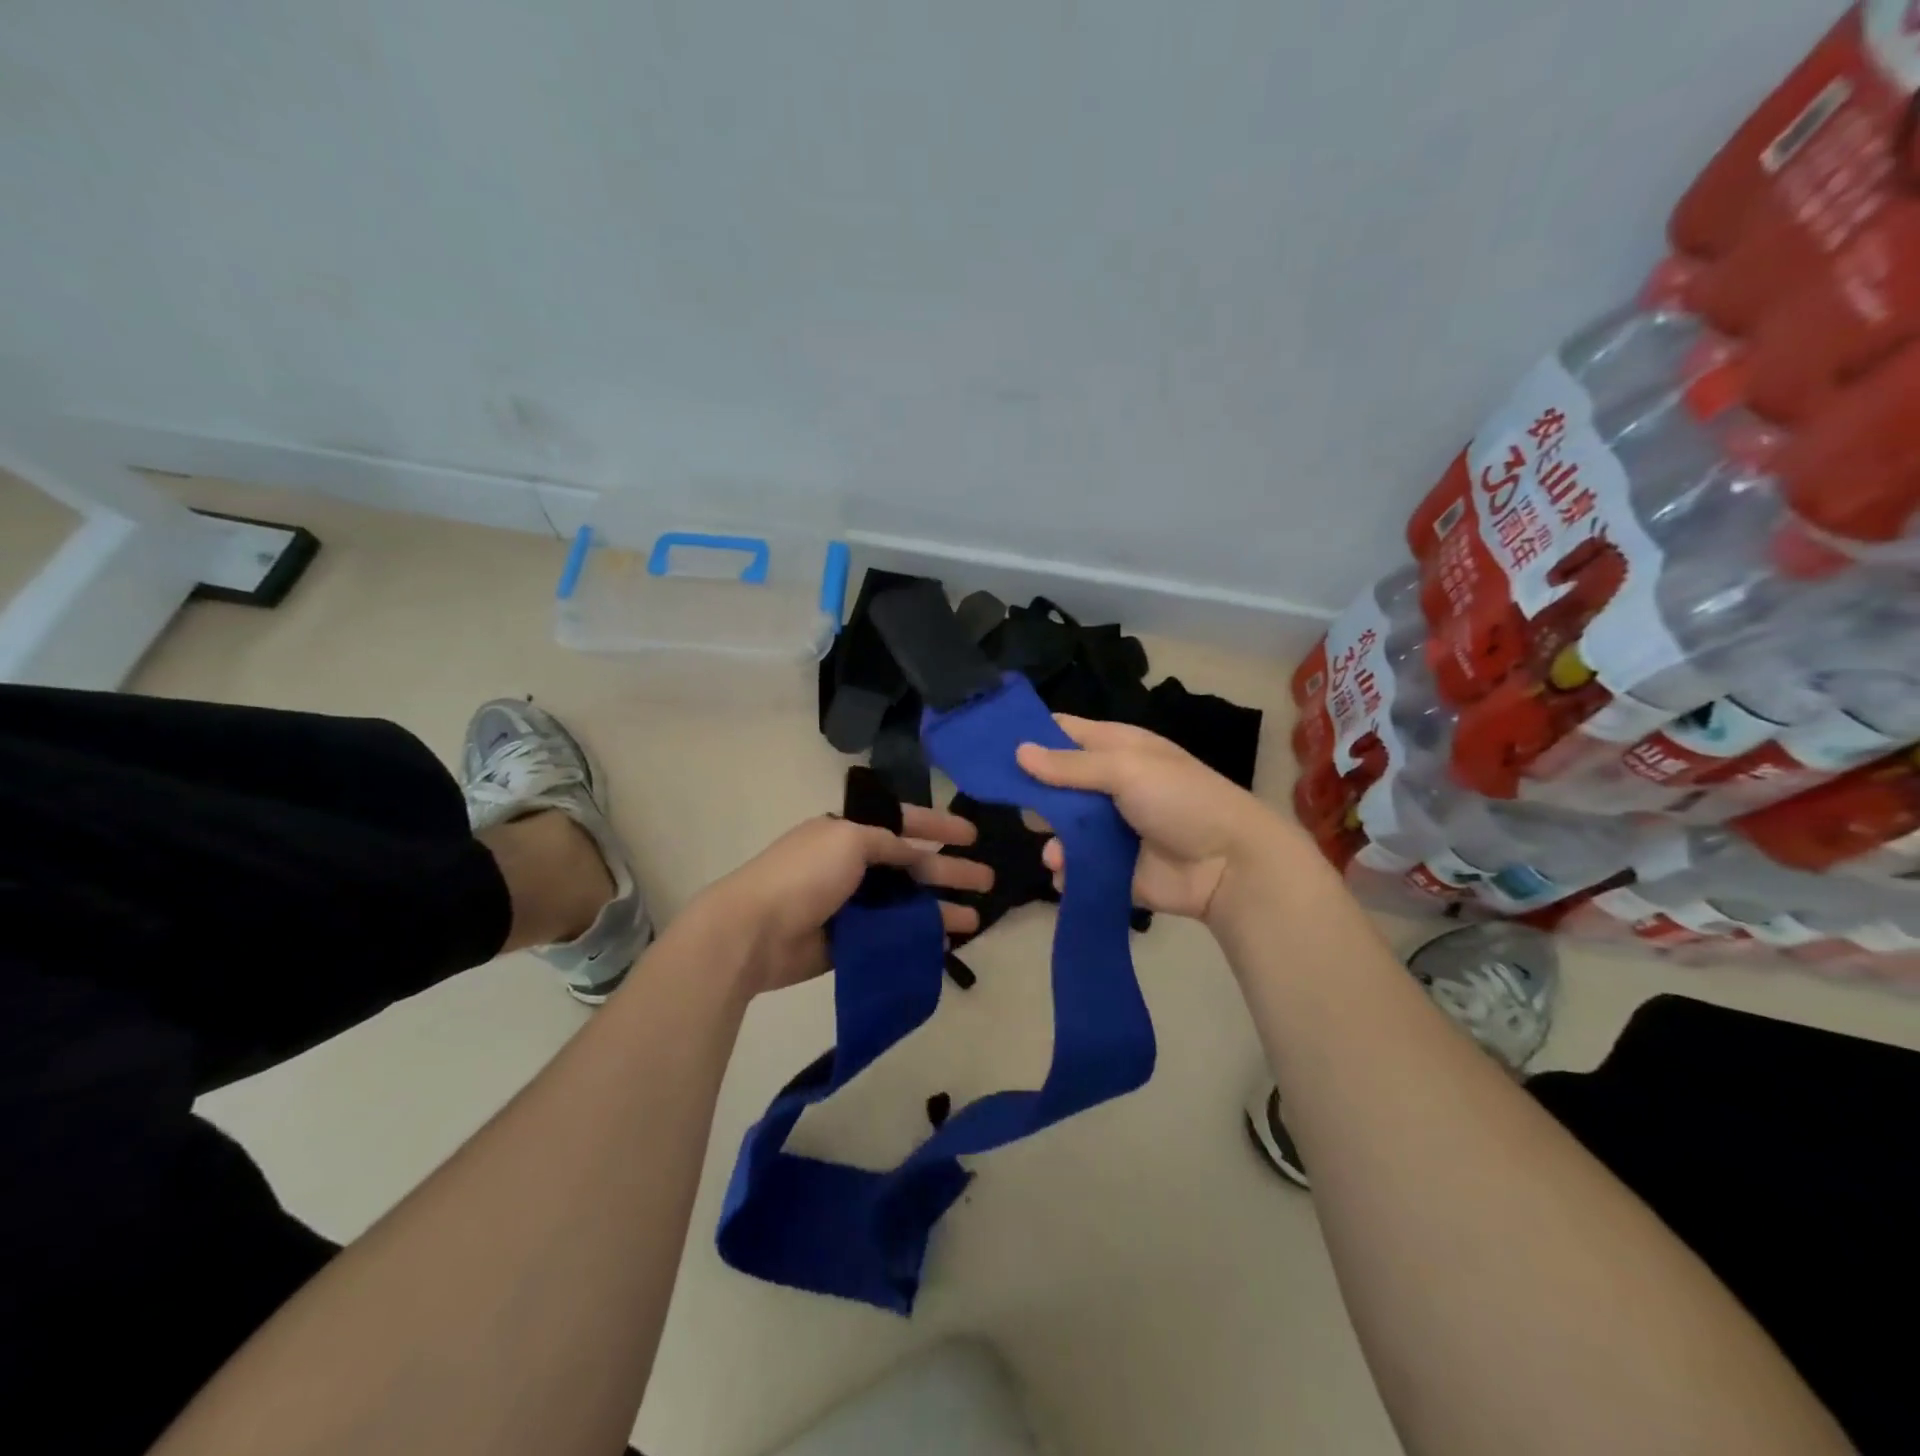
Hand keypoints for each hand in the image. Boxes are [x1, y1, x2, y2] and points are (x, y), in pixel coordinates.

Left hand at [691, 809, 990, 994]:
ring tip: (976, 919)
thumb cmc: (804, 875)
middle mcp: (852, 865)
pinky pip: (891, 935)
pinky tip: (943, 943)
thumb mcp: (850, 840)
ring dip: (939, 909)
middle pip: (912, 866)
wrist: (755, 931)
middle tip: (988, 880)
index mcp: (849, 833)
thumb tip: (911, 853)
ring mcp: (851, 905)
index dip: (939, 826)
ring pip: (905, 903)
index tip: (972, 834)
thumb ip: (887, 843)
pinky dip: (916, 937)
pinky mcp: (849, 941)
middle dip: (950, 871)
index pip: (903, 823)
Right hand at [1015, 716, 1298, 924]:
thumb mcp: (1126, 769)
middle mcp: (1107, 785)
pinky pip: (1074, 866)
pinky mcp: (1109, 867)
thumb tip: (1018, 751)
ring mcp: (1108, 828)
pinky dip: (1065, 870)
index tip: (990, 746)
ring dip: (1050, 838)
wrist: (1229, 865)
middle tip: (1019, 805)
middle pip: (1054, 783)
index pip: (1063, 733)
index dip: (1030, 736)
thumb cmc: (1180, 799)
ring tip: (1055, 850)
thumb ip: (1070, 765)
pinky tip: (1067, 872)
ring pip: (1060, 828)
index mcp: (1115, 749)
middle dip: (1032, 794)